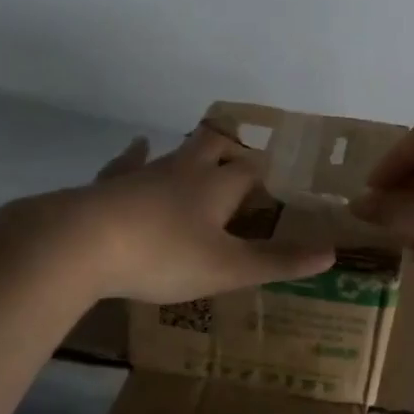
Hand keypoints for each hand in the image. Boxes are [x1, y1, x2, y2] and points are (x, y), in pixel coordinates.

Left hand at [0, 125, 335, 304]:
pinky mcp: (110, 184)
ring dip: (192, 152)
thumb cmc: (162, 255)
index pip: (251, 170)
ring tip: (203, 151)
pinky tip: (136, 146)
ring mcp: (144, 173)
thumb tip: (332, 252)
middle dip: (232, 149)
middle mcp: (184, 170)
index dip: (267, 174)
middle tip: (243, 158)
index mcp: (216, 187)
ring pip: (175, 152)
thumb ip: (277, 261)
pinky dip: (136, 155)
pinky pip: (128, 162)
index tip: (279, 179)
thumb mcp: (227, 268)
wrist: (81, 244)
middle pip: (215, 146)